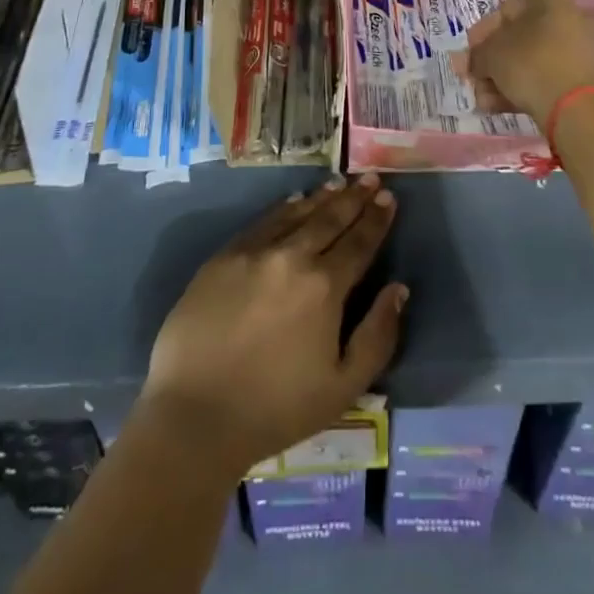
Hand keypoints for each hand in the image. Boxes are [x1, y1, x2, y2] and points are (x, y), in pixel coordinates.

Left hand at [139, 175, 406, 476]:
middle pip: (330, 218)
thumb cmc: (275, 409)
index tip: (388, 196)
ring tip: (339, 183)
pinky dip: (284, 208)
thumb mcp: (343, 387)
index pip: (359, 242)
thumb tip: (398, 289)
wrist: (195, 415)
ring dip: (322, 197)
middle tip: (371, 178)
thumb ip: (377, 336)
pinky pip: (263, 222)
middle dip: (354, 197)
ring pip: (297, 214)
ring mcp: (255, 252)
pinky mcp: (224, 256)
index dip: (377, 218)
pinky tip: (294, 201)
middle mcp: (293, 256)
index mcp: (325, 287)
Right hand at [452, 0, 593, 117]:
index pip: (505, 10)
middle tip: (474, 81)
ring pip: (531, 62)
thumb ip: (476, 55)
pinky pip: (546, 78)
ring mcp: (579, 51)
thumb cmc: (532, 66)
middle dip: (491, 62)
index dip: (480, 33)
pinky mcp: (584, 80)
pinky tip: (500, 107)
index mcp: (549, 1)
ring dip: (503, 79)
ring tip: (483, 100)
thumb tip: (471, 62)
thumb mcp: (491, 55)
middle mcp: (568, 19)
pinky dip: (523, 89)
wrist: (580, 109)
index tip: (467, 55)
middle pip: (518, 39)